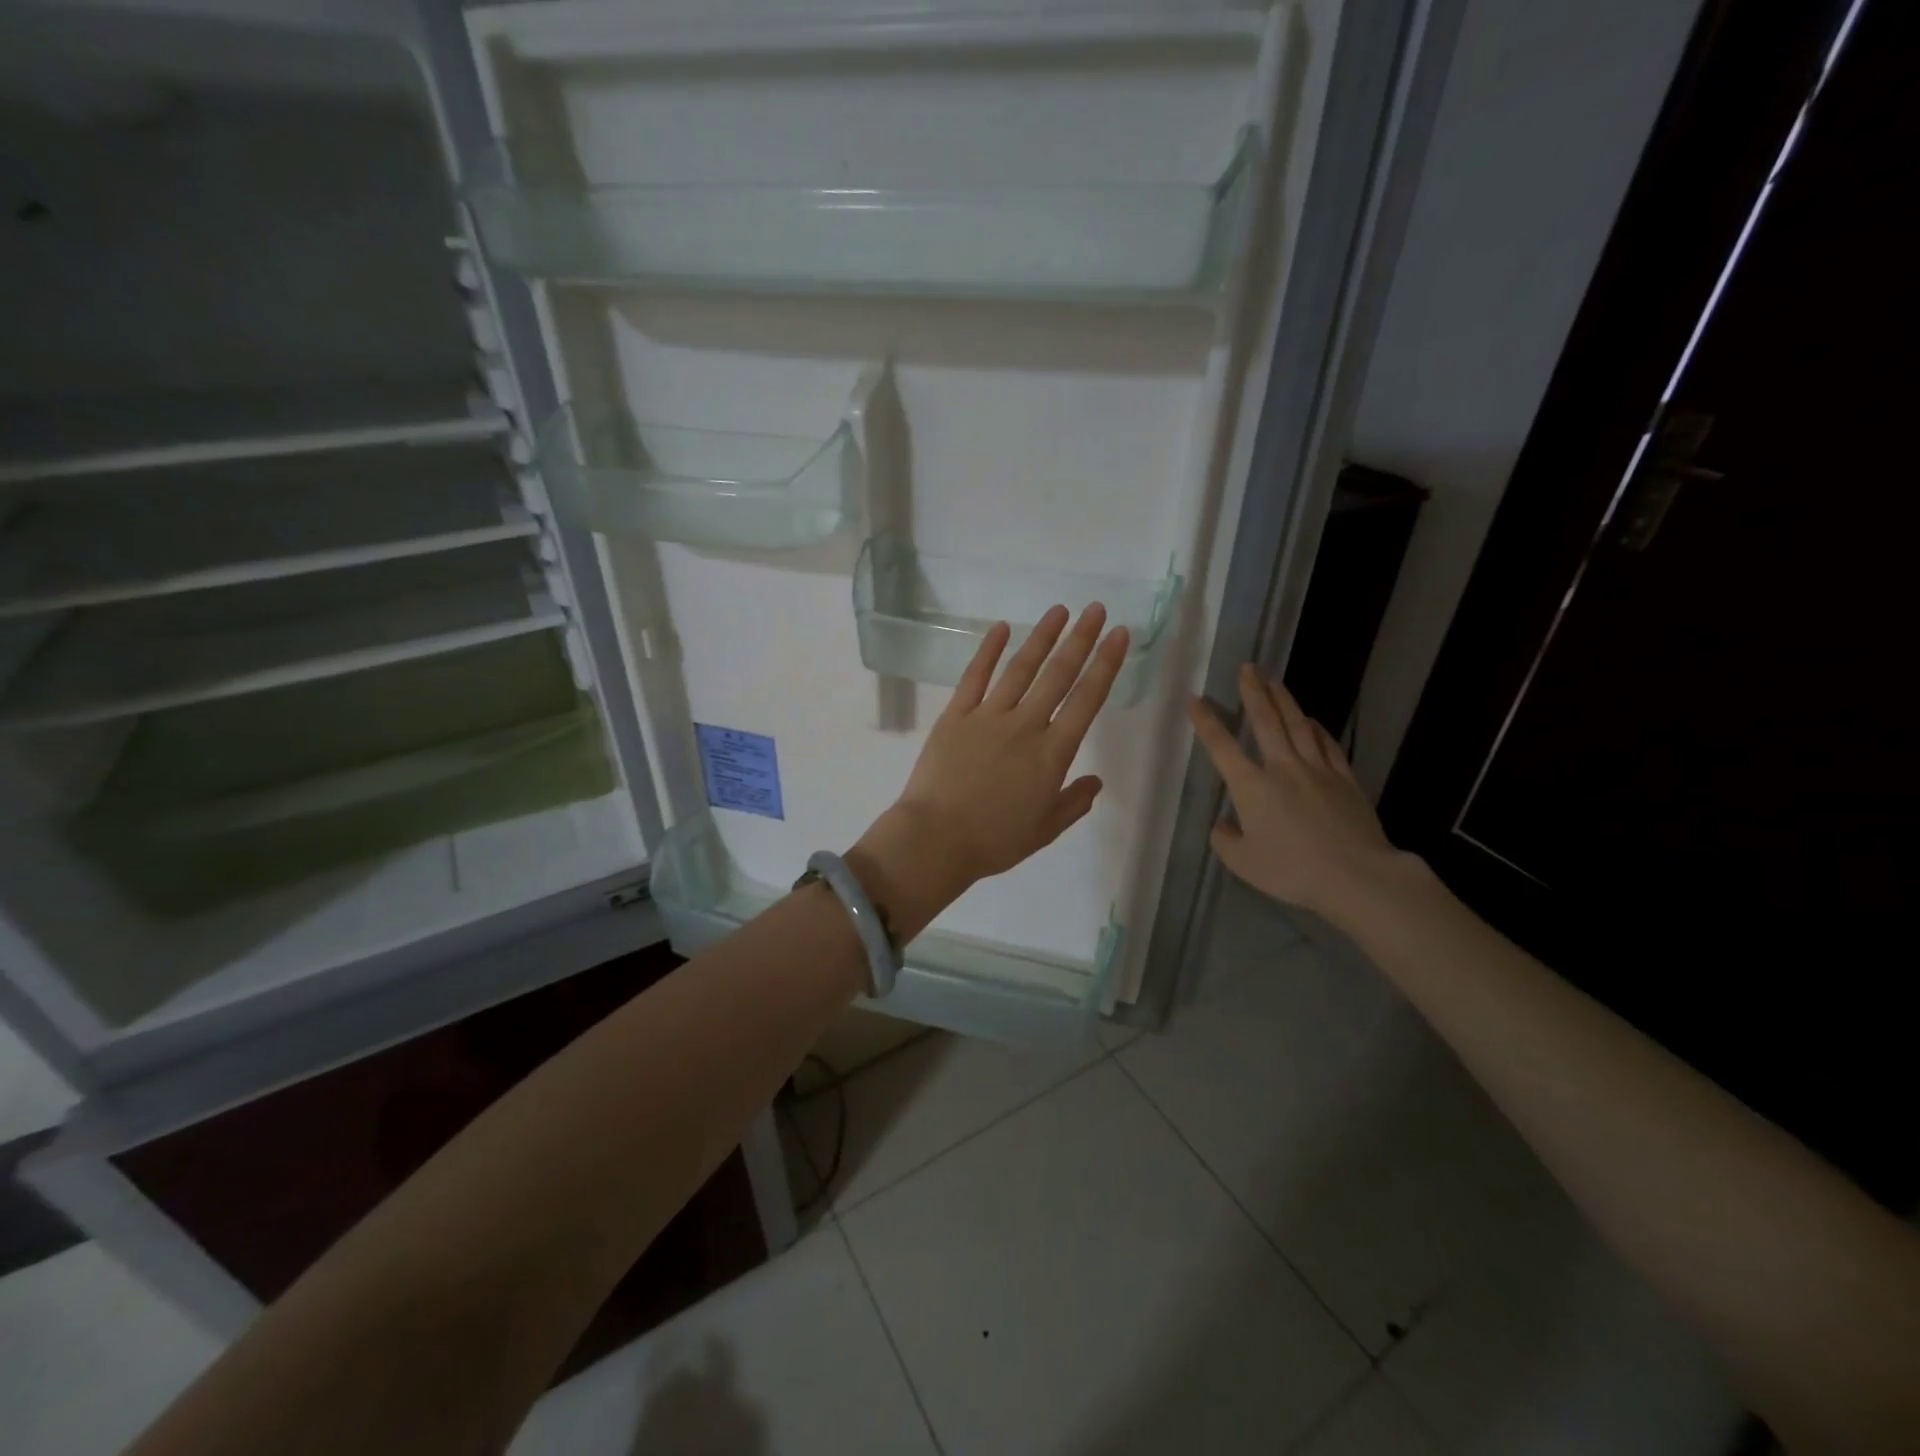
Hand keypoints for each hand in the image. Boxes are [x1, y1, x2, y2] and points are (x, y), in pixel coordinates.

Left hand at [851, 604, 1129, 938]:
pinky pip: (974, 677)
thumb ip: (1074, 803)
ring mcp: (988, 717)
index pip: (1087, 700)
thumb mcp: (1045, 830)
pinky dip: (988, 651)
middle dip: (1081, 639)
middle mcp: (1025, 726)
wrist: (936, 839)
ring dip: (1042, 637)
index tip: (1119, 636)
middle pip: (1058, 675)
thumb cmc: (994, 841)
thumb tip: (1096, 781)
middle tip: (1096, 609)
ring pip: (1020, 669)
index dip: (1106, 665)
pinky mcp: (955, 716)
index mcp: (1052, 754)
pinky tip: (1001, 628)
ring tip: (1059, 610)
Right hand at [1188, 666, 1410, 924]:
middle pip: (1266, 721)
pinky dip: (1317, 729)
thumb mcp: (1243, 863)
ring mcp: (1317, 770)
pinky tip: (1312, 721)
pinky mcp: (1345, 779)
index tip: (1196, 699)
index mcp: (1251, 787)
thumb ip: (1225, 839)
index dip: (1207, 722)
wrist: (1355, 875)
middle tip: (1248, 668)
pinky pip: (1328, 745)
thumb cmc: (1291, 870)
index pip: (1222, 746)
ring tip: (1275, 682)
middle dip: (1253, 692)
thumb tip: (1224, 823)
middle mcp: (1282, 768)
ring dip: (1285, 701)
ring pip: (1298, 726)